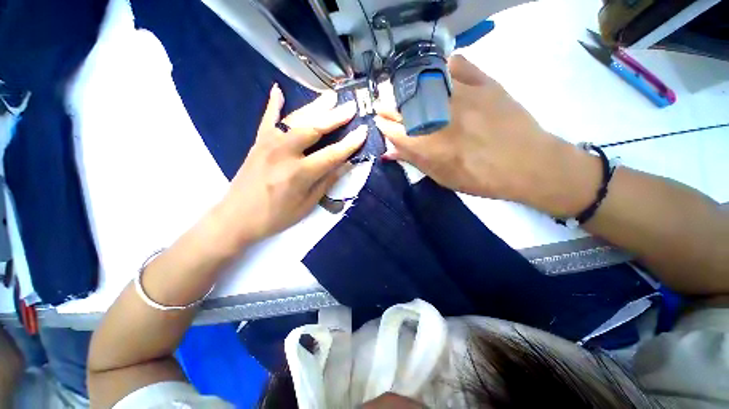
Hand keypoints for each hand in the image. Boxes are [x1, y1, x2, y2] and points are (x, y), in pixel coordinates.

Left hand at [215, 84, 365, 248]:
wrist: (237, 217)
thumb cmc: (276, 216)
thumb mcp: (307, 204)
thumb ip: (327, 182)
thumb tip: (346, 165)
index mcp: (299, 173)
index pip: (332, 155)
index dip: (350, 144)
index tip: (363, 132)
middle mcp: (284, 153)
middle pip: (314, 129)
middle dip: (335, 117)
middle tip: (350, 107)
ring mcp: (268, 144)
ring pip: (295, 119)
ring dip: (315, 107)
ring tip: (330, 96)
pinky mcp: (258, 142)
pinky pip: (268, 119)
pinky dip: (273, 104)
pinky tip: (278, 90)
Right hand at [375, 55, 598, 216]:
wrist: (528, 164)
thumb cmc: (480, 178)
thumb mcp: (441, 177)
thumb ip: (414, 160)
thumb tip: (390, 150)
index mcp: (426, 144)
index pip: (392, 129)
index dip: (383, 125)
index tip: (381, 123)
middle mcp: (438, 116)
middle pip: (401, 104)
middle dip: (389, 106)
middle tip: (389, 108)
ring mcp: (461, 94)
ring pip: (422, 81)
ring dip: (409, 88)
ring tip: (411, 95)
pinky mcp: (483, 82)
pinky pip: (456, 64)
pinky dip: (445, 69)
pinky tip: (443, 79)